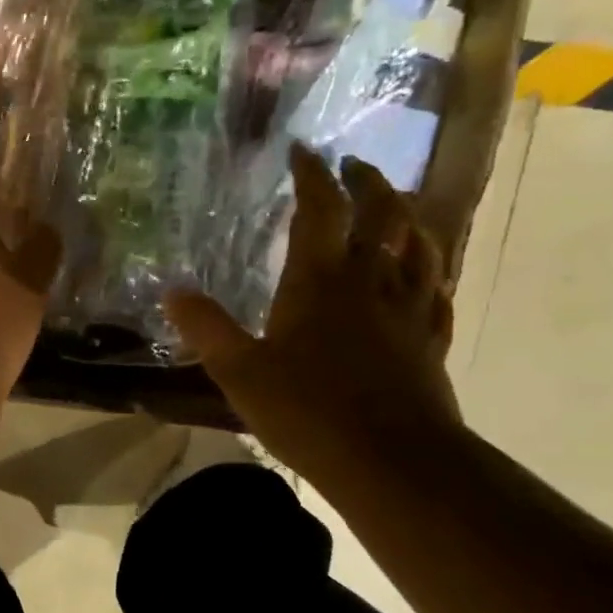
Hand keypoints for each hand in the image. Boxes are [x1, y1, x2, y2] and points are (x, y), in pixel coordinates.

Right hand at [167, 145, 463, 482]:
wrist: (392, 462)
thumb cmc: (308, 410)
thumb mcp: (239, 371)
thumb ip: (206, 329)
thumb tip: (173, 292)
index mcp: (320, 281)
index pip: (320, 209)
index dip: (312, 175)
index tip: (304, 150)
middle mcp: (369, 283)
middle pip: (382, 215)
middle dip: (369, 183)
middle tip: (354, 166)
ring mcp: (408, 311)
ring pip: (420, 247)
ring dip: (409, 218)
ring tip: (397, 207)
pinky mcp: (431, 342)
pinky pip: (439, 293)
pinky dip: (433, 273)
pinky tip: (428, 276)